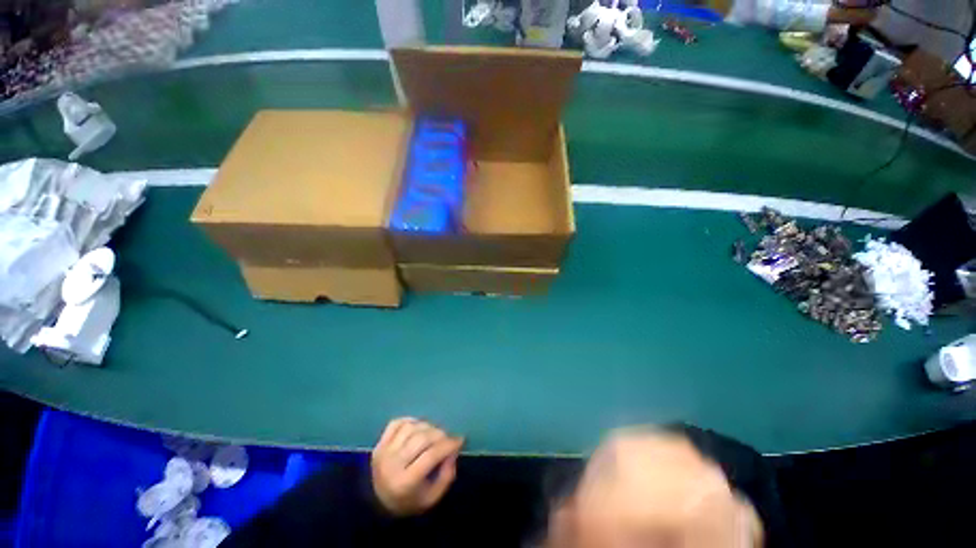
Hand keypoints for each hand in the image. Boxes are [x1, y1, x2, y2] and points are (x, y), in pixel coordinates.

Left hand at [370, 417, 463, 515]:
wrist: (378, 504)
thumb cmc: (409, 500)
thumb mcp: (432, 498)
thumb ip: (446, 475)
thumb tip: (453, 451)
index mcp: (405, 483)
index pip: (431, 455)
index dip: (448, 445)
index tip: (459, 440)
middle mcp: (392, 465)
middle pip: (421, 438)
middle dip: (439, 434)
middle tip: (447, 437)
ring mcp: (384, 452)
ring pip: (411, 428)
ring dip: (426, 426)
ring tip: (433, 433)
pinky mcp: (379, 443)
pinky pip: (397, 423)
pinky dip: (410, 421)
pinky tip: (418, 428)